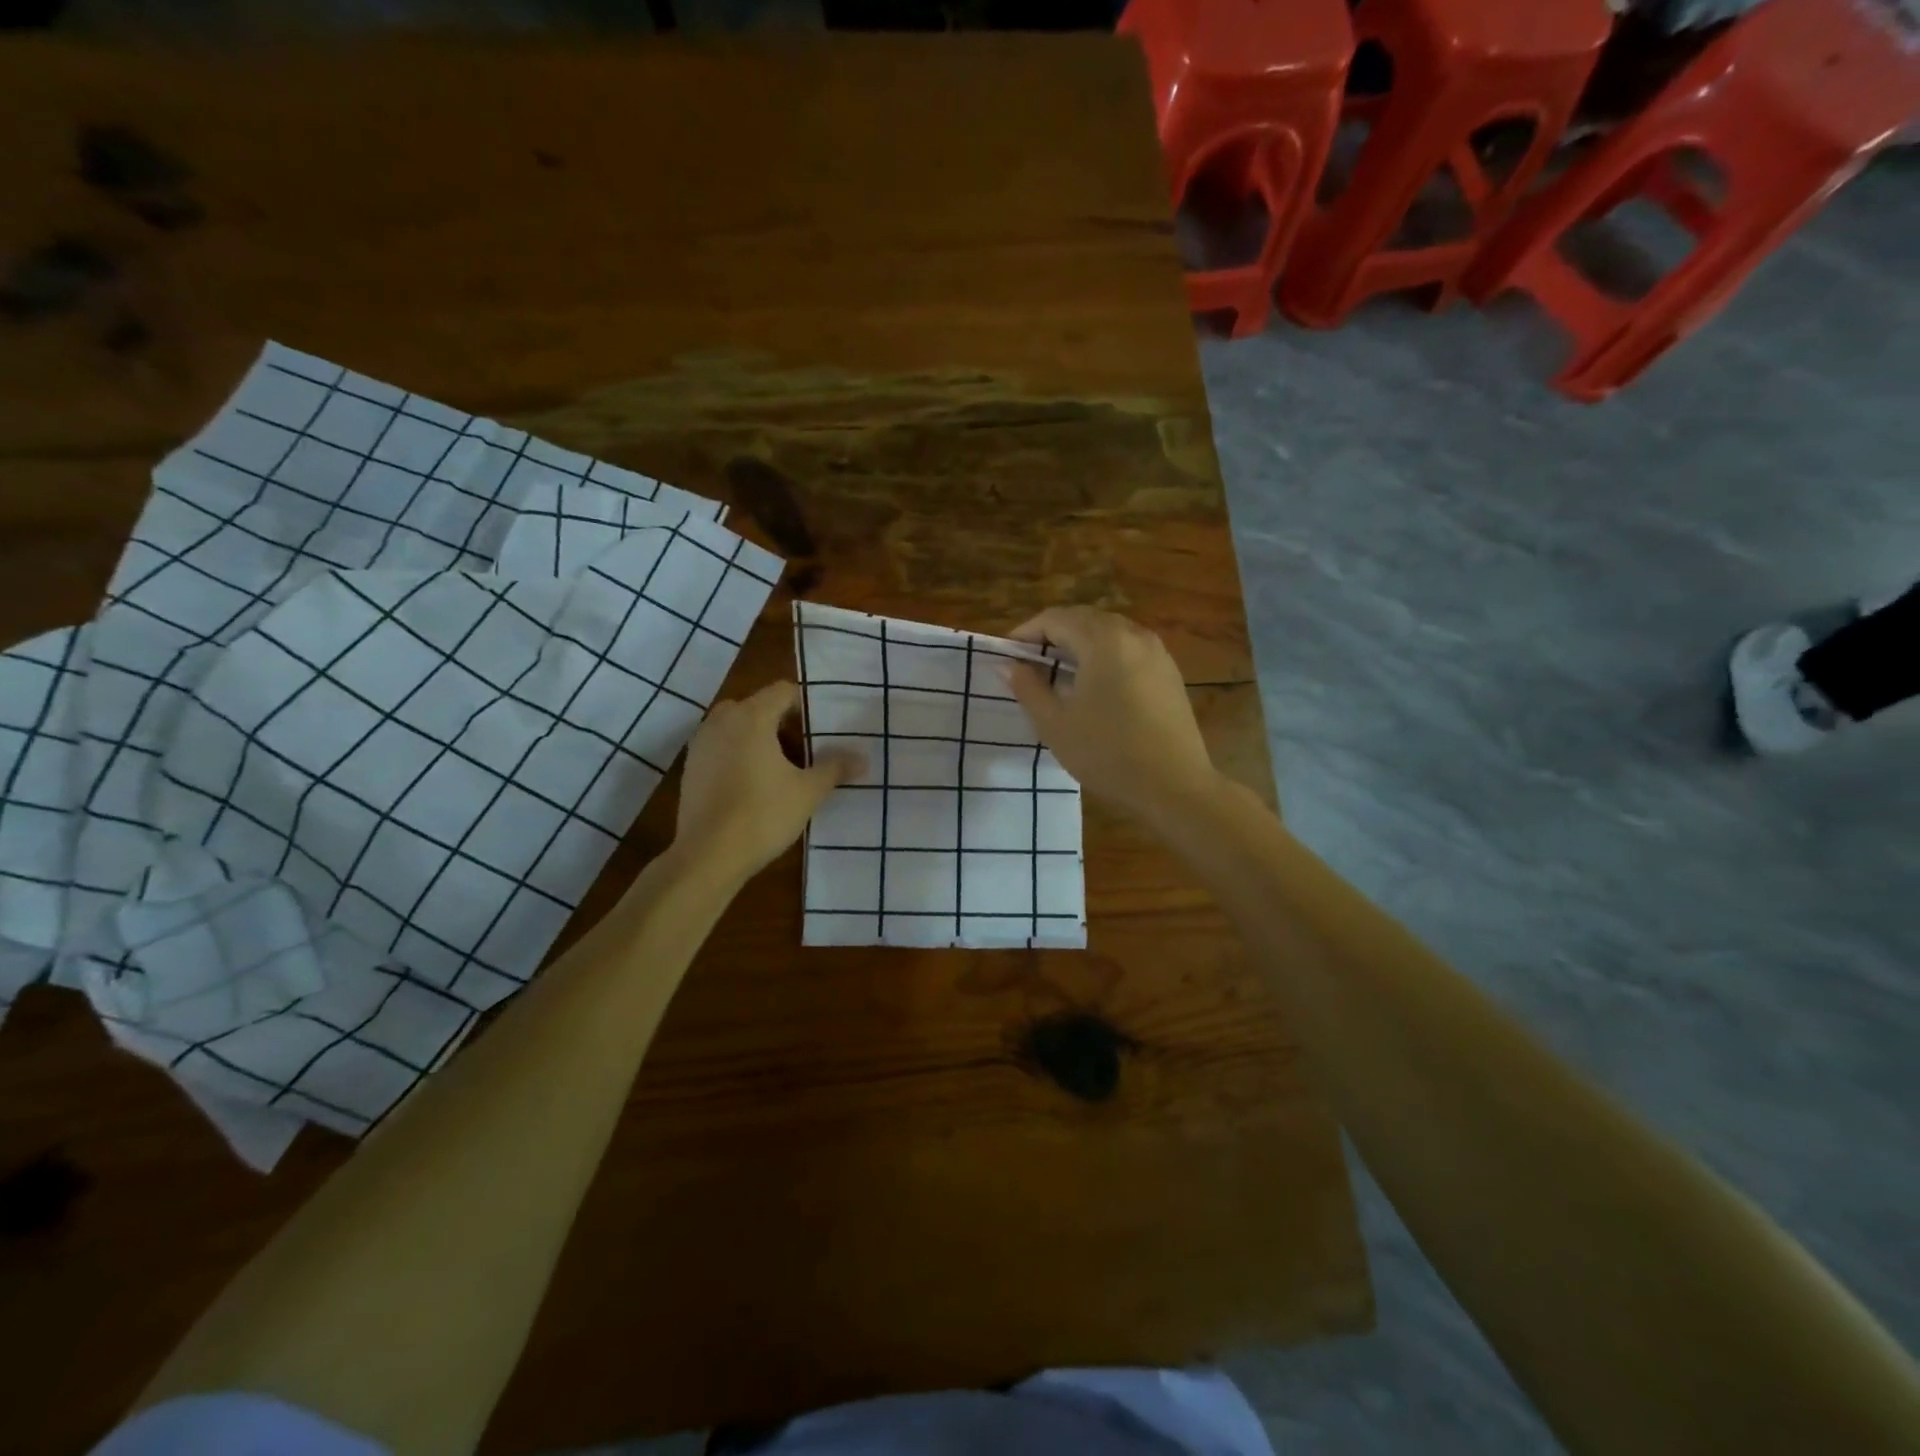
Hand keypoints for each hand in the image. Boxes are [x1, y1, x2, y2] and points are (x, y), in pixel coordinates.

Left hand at [673, 681, 864, 883]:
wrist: (708, 856)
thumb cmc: (762, 815)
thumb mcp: (808, 792)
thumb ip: (835, 768)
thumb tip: (863, 757)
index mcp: (751, 717)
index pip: (783, 691)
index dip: (806, 706)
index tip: (822, 731)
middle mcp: (721, 721)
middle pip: (758, 707)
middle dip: (782, 723)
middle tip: (805, 751)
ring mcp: (701, 743)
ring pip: (737, 727)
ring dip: (760, 739)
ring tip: (782, 770)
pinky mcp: (691, 767)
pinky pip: (721, 747)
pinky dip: (739, 755)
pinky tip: (754, 786)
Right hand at [1006, 607, 1219, 824]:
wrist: (1175, 785)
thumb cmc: (1107, 753)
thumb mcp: (1055, 724)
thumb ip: (1028, 688)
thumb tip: (1010, 666)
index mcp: (1102, 640)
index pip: (1055, 619)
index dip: (1026, 633)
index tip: (1008, 655)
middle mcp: (1132, 634)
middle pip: (1084, 619)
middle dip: (1053, 635)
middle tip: (1029, 663)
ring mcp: (1156, 651)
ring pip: (1109, 632)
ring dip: (1080, 643)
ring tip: (1059, 673)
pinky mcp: (1169, 671)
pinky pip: (1129, 648)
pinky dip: (1105, 655)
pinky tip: (1095, 685)